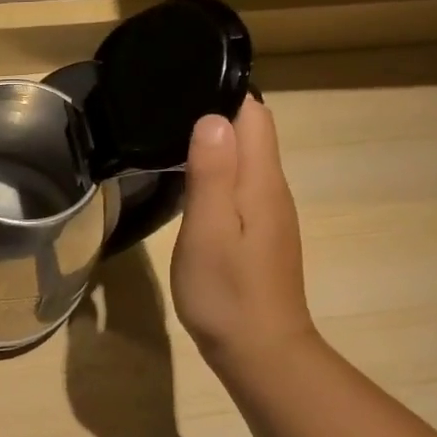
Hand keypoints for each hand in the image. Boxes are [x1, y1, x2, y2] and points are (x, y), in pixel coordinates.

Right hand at [170, 96, 316, 372]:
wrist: (260, 351)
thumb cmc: (227, 292)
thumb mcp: (208, 231)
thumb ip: (212, 174)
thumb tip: (213, 117)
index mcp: (262, 182)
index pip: (254, 115)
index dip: (223, 93)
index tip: (182, 85)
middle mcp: (273, 189)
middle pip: (252, 133)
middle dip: (216, 114)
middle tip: (164, 110)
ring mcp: (269, 213)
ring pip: (246, 160)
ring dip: (216, 144)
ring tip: (169, 138)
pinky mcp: (261, 233)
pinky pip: (241, 185)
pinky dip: (219, 173)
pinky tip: (191, 183)